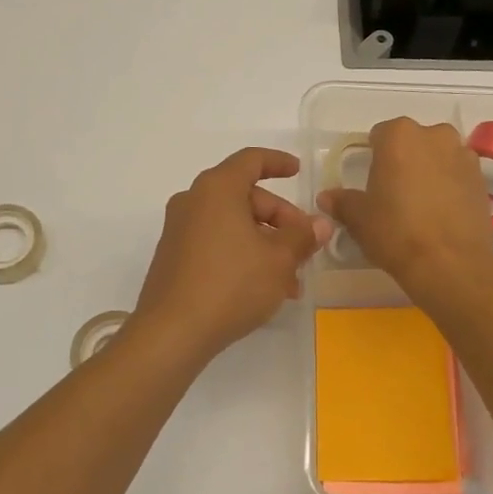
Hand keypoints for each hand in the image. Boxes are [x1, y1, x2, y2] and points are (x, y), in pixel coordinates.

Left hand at [131, 148, 328, 362]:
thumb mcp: (278, 260)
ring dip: (265, 244)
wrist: (172, 333)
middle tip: (304, 248)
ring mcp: (179, 230)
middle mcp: (193, 201)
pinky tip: (263, 288)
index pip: (251, 160)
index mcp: (217, 189)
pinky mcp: (174, 257)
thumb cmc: (231, 284)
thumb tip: (320, 224)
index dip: (278, 163)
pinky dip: (243, 255)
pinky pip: (216, 243)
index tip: (298, 172)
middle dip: (280, 220)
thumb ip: (302, 236)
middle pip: (245, 196)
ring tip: (290, 281)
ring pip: (233, 225)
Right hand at [318, 118, 492, 295]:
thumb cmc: (395, 231)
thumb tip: (327, 197)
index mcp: (400, 135)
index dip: (374, 156)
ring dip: (430, 170)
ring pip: (439, 156)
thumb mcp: (359, 218)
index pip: (380, 135)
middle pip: (413, 142)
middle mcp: (435, 135)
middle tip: (395, 192)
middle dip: (405, 159)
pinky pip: (458, 176)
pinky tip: (442, 213)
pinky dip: (450, 186)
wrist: (450, 263)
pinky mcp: (483, 180)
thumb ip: (342, 201)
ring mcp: (464, 155)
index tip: (371, 181)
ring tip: (421, 204)